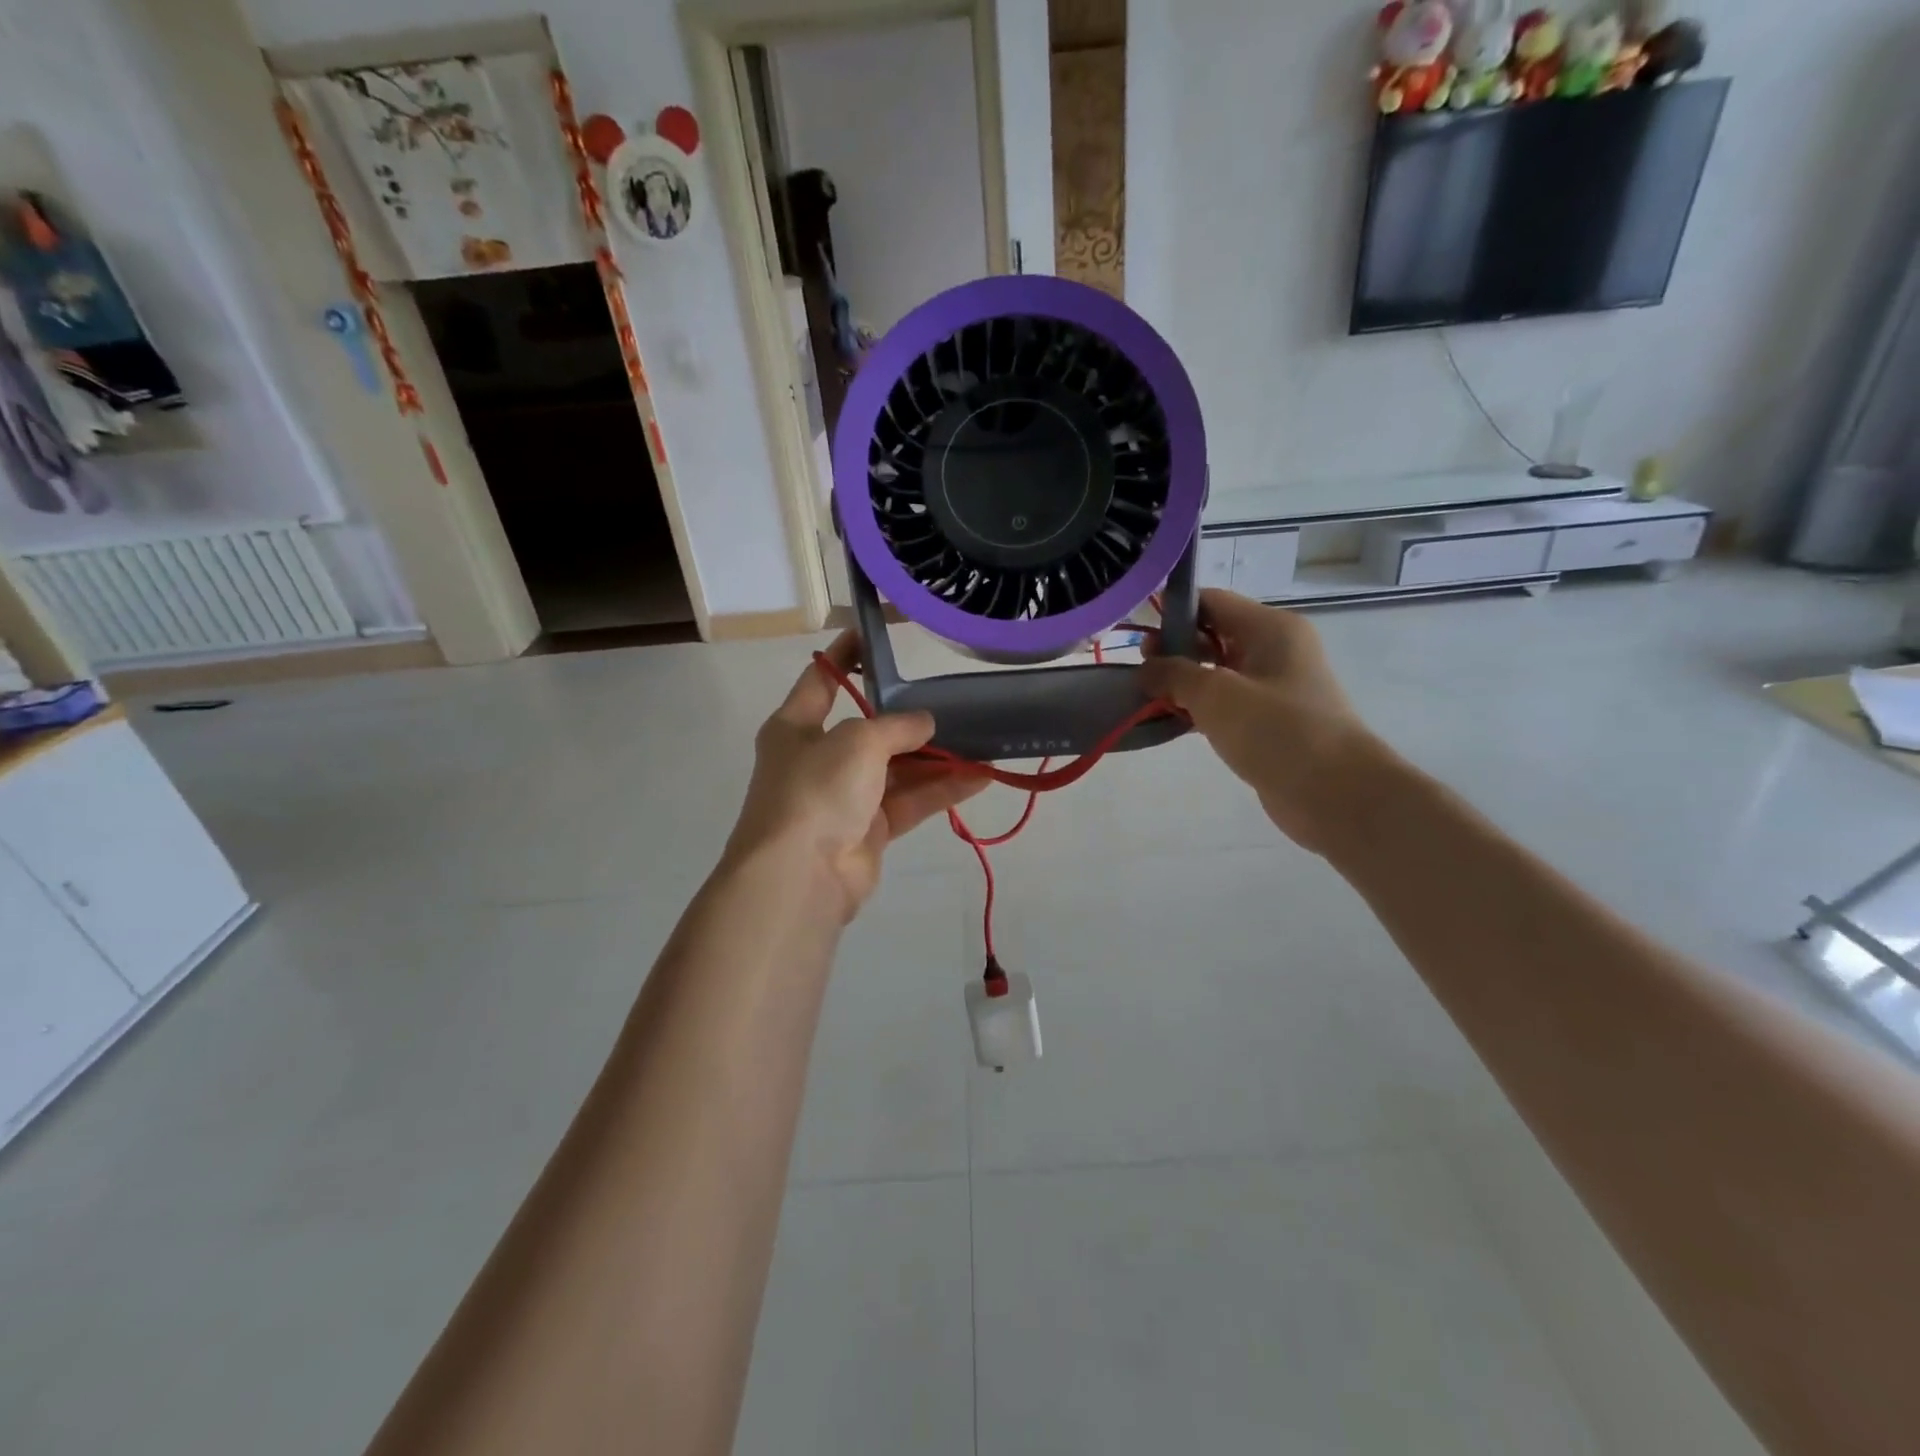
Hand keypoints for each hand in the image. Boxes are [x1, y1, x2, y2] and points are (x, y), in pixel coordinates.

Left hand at [726, 633, 988, 919]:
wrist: (800, 876)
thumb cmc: (816, 789)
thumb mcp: (857, 741)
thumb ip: (896, 726)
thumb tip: (925, 724)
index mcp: (795, 727)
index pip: (821, 680)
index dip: (845, 655)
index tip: (874, 634)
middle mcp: (817, 759)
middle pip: (868, 729)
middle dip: (909, 718)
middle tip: (951, 700)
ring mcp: (844, 797)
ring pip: (896, 769)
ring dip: (935, 758)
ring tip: (980, 740)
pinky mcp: (868, 831)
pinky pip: (909, 802)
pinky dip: (941, 790)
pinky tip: (980, 776)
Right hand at [1142, 590, 1385, 853]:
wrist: (1334, 793)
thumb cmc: (1276, 731)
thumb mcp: (1215, 695)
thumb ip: (1173, 674)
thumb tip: (1146, 669)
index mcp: (1270, 628)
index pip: (1212, 602)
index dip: (1172, 614)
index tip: (1139, 642)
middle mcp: (1276, 650)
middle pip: (1214, 635)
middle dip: (1174, 651)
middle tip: (1140, 675)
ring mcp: (1275, 687)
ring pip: (1218, 672)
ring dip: (1184, 683)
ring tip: (1148, 700)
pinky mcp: (1271, 721)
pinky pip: (1227, 704)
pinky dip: (1199, 709)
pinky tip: (1172, 723)